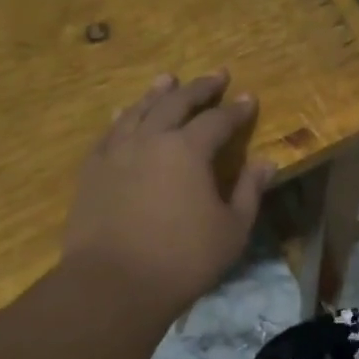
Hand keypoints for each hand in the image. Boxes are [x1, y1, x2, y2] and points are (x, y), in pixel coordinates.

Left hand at [63, 72, 274, 312]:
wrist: (113, 283)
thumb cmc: (183, 260)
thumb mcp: (232, 230)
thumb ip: (249, 191)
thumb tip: (266, 162)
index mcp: (188, 150)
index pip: (218, 120)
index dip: (236, 110)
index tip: (249, 98)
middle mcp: (151, 139)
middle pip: (177, 103)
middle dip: (200, 88)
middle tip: (216, 75)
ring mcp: (116, 151)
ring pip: (139, 110)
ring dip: (158, 93)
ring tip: (168, 80)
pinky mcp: (92, 169)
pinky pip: (109, 132)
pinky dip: (123, 117)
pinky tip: (124, 114)